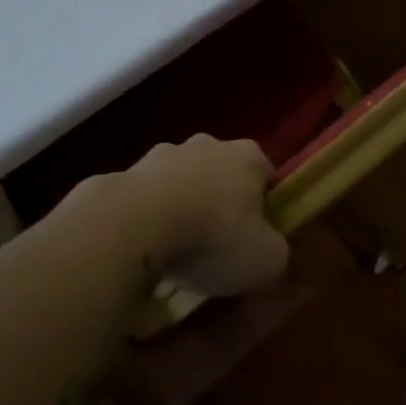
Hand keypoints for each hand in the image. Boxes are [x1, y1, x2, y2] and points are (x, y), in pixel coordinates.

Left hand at [119, 135, 288, 295]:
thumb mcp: (266, 260)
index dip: (265, 205)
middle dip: (221, 202)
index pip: (266, 174)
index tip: (257, 236)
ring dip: (183, 207)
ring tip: (176, 251)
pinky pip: (149, 195)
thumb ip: (277, 253)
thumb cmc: (213, 236)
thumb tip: (270, 252)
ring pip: (183, 181)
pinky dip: (151, 215)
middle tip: (217, 244)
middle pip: (222, 174)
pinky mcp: (128, 170)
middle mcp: (208, 144)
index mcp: (248, 156)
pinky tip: (147, 246)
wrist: (135, 223)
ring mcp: (164, 153)